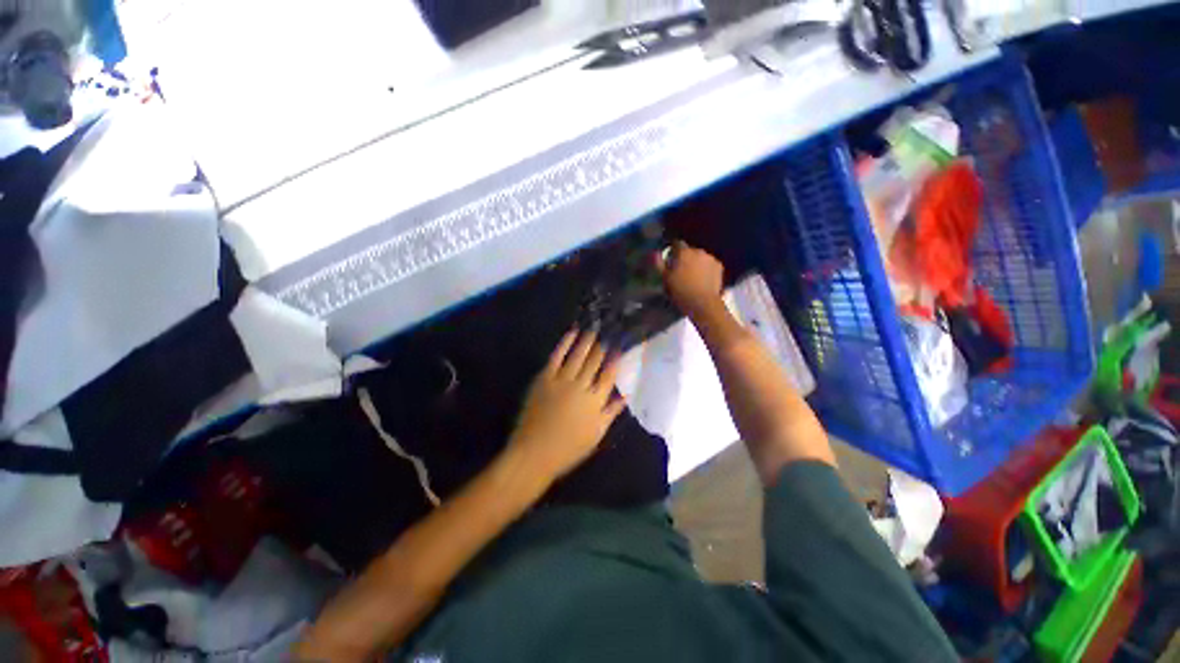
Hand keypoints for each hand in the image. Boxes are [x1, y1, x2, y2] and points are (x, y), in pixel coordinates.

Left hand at [508, 329, 625, 482]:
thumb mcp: (596, 434)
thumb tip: (626, 395)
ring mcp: (562, 381)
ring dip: (586, 340)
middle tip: (607, 331)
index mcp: (596, 401)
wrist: (535, 452)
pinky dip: (564, 343)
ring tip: (593, 329)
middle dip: (602, 345)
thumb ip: (611, 412)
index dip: (615, 359)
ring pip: (577, 355)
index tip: (619, 347)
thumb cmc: (569, 448)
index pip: (609, 375)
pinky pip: (556, 357)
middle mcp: (581, 387)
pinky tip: (571, 333)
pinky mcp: (545, 378)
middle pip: (594, 362)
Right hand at [657, 241, 724, 317]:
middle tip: (681, 270)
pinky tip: (703, 279)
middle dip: (685, 258)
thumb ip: (659, 264)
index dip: (672, 250)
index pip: (676, 243)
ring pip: (700, 257)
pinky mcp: (719, 267)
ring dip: (696, 263)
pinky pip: (709, 264)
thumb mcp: (665, 278)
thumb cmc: (681, 291)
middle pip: (689, 251)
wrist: (703, 303)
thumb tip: (655, 253)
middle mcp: (698, 251)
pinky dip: (706, 269)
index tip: (670, 259)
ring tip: (693, 276)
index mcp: (684, 252)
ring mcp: (710, 258)